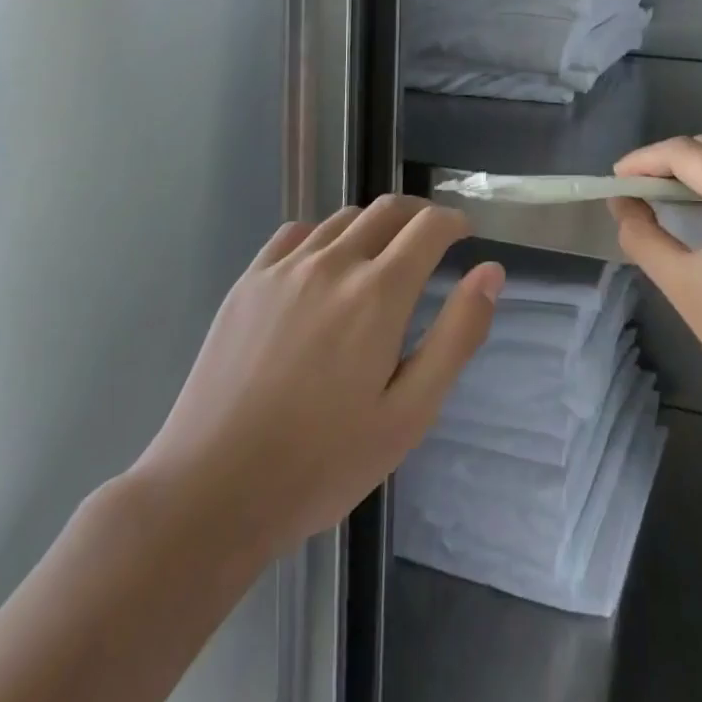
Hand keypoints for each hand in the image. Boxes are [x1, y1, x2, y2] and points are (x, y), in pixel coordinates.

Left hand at [128, 196, 502, 557]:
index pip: (429, 227)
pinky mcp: (249, 281)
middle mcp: (335, 263)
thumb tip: (491, 272)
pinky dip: (324, 234)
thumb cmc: (322, 463)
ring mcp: (285, 268)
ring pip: (344, 218)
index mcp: (379, 293)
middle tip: (432, 240)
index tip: (464, 236)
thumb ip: (457, 335)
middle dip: (420, 214)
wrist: (210, 492)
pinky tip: (323, 265)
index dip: (454, 222)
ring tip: (381, 256)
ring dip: (374, 224)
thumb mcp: (409, 414)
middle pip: (388, 208)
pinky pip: (296, 233)